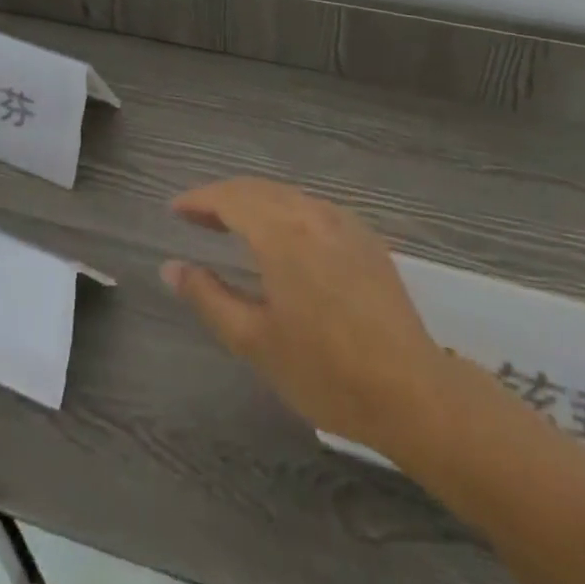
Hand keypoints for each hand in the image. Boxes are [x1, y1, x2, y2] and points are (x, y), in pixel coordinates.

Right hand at [163, 178, 450, 455]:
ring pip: (286, 196)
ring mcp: (344, 222)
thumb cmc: (325, 371)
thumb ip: (208, 297)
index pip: (229, 198)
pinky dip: (284, 212)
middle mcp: (312, 213)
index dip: (198, 200)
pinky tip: (281, 239)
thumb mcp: (254, 340)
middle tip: (195, 218)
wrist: (413, 392)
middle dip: (222, 199)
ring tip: (231, 226)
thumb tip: (171, 267)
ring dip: (253, 203)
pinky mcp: (365, 238)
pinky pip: (312, 209)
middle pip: (257, 190)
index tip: (174, 210)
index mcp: (281, 231)